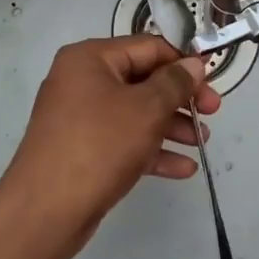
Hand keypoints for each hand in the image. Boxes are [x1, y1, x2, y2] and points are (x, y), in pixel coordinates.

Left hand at [0, 35, 220, 255]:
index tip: (212, 82)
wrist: (45, 211)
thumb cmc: (99, 145)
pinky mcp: (82, 150)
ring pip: (135, 112)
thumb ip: (175, 83)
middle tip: (212, 114)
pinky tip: (183, 168)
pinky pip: (124, 140)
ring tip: (202, 142)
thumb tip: (194, 63)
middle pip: (143, 80)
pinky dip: (152, 150)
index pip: (147, 47)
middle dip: (180, 98)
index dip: (183, 62)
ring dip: (171, 126)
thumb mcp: (146, 109)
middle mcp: (82, 81)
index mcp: (90, 58)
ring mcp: (80, 117)